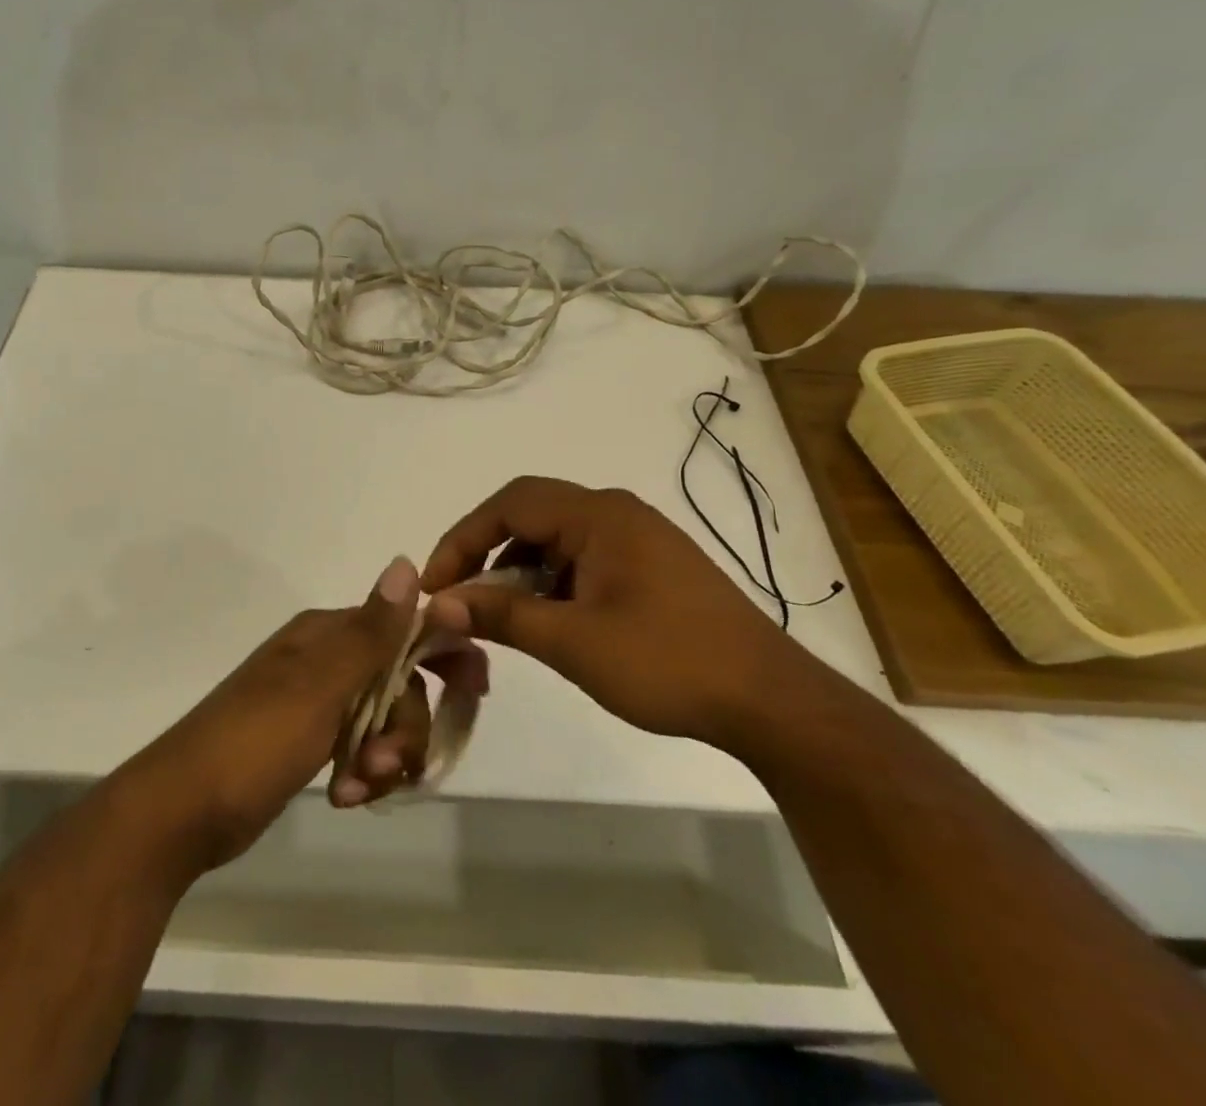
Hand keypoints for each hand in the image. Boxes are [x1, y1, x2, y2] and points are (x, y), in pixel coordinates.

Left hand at [131, 555, 479, 871]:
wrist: (180, 812)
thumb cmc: (253, 742)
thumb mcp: (320, 687)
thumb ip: (371, 632)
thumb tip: (408, 562)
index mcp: (326, 635)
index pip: (404, 630)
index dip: (442, 656)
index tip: (473, 693)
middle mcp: (324, 659)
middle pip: (399, 682)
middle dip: (407, 725)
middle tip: (392, 765)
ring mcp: (314, 702)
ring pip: (383, 720)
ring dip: (385, 757)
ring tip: (359, 789)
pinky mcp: (307, 741)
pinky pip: (359, 748)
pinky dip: (362, 773)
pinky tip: (344, 798)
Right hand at [421, 476, 799, 747]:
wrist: (770, 701)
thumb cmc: (669, 662)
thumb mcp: (574, 642)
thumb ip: (502, 616)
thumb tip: (438, 606)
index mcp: (599, 515)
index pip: (510, 503)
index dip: (463, 538)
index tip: (434, 585)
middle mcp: (616, 512)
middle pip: (530, 514)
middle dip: (485, 552)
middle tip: (457, 597)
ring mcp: (637, 538)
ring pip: (555, 539)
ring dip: (517, 571)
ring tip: (498, 616)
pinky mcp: (649, 566)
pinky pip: (582, 559)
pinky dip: (550, 583)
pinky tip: (545, 620)